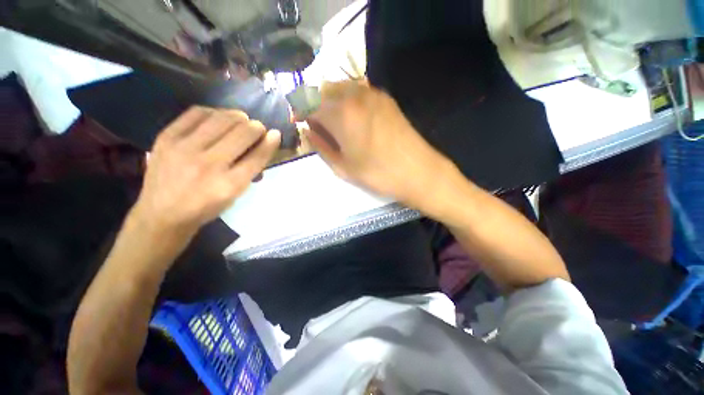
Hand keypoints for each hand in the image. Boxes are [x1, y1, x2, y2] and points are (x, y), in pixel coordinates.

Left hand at [133, 106, 280, 234]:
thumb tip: (263, 145)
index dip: (270, 142)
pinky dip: (213, 112)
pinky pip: (196, 113)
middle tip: (258, 129)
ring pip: (222, 119)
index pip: (257, 156)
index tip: (275, 134)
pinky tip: (218, 117)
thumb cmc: (206, 207)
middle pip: (242, 134)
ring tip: (241, 119)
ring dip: (238, 117)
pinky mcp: (166, 138)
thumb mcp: (235, 196)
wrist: (162, 214)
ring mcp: (185, 148)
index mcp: (229, 184)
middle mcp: (209, 164)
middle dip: (256, 127)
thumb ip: (250, 171)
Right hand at [307, 80, 451, 208]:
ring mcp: (372, 93)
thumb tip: (307, 131)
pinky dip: (348, 99)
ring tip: (335, 123)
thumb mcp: (343, 167)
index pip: (308, 104)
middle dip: (314, 105)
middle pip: (322, 90)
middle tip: (318, 126)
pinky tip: (354, 118)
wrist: (417, 171)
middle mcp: (354, 95)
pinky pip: (358, 90)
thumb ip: (321, 146)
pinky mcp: (385, 98)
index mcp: (340, 114)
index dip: (300, 113)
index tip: (300, 124)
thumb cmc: (377, 174)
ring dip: (331, 101)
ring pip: (340, 87)